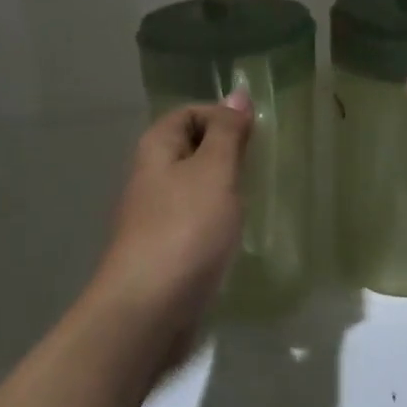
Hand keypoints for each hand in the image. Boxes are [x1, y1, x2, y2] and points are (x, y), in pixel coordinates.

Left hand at [88, 90, 252, 344]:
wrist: (147, 312)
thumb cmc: (184, 230)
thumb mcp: (214, 172)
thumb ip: (227, 133)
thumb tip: (237, 94)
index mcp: (156, 149)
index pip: (189, 113)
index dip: (222, 116)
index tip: (256, 136)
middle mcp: (150, 177)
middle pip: (191, 149)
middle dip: (226, 154)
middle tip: (259, 167)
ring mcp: (154, 216)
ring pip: (194, 188)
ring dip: (223, 190)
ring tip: (253, 200)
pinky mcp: (164, 251)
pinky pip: (194, 222)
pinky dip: (216, 222)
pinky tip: (234, 236)